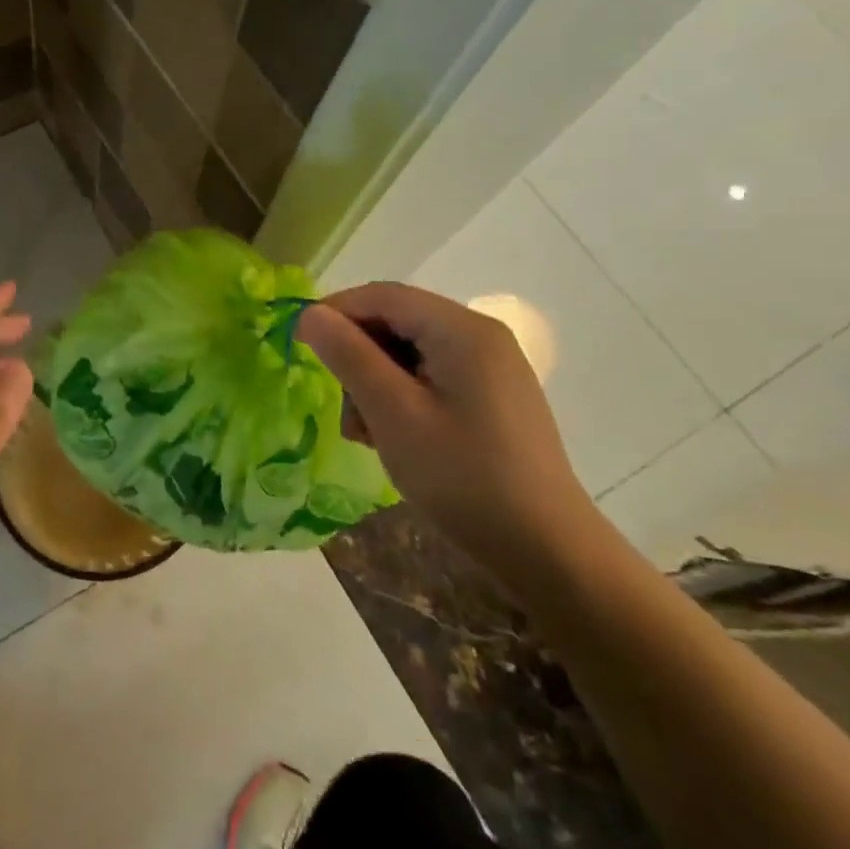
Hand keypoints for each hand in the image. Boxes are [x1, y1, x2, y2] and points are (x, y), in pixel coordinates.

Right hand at [297, 283, 601, 590]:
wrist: (548, 552)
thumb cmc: (463, 477)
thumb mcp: (393, 414)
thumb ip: (348, 356)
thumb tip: (309, 315)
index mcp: (462, 330)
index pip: (383, 296)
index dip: (336, 312)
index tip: (301, 345)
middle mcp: (480, 337)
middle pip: (398, 322)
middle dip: (359, 356)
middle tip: (342, 407)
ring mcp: (491, 368)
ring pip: (411, 352)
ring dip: (376, 382)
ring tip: (366, 433)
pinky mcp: (493, 398)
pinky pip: (432, 377)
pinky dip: (403, 397)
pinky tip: (394, 437)